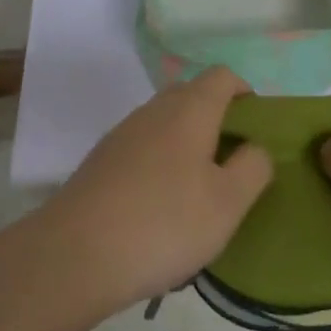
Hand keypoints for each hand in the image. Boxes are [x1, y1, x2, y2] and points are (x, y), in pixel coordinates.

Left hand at [38, 68, 273, 313]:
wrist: (74, 254)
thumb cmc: (163, 223)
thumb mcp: (228, 204)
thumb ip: (253, 167)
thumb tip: (255, 146)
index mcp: (190, 109)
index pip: (223, 76)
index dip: (244, 91)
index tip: (255, 126)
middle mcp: (155, 109)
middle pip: (192, 94)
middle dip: (216, 117)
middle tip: (231, 161)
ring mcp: (123, 132)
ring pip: (164, 121)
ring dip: (186, 141)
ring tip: (197, 189)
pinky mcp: (101, 160)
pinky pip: (142, 146)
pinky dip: (159, 161)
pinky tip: (159, 205)